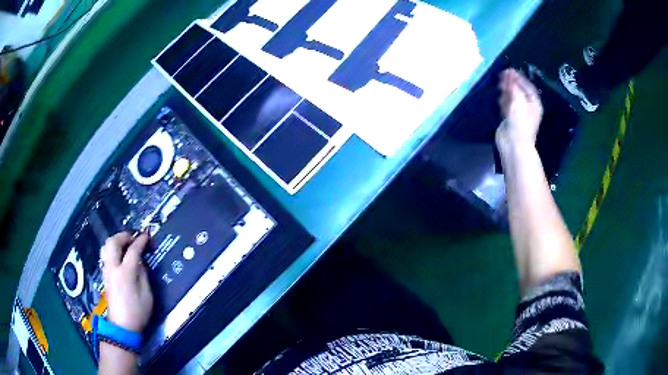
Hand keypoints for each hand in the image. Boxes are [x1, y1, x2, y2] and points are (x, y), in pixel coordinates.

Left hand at [101, 232, 153, 332]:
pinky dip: (112, 249)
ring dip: (116, 241)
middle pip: (113, 242)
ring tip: (125, 244)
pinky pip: (105, 254)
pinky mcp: (105, 275)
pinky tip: (119, 255)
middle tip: (134, 237)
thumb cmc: (138, 312)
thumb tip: (140, 261)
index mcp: (126, 273)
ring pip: (106, 246)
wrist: (122, 326)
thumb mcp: (147, 295)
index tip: (147, 235)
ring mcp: (107, 271)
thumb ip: (143, 274)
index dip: (140, 241)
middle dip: (124, 236)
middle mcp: (113, 268)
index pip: (132, 250)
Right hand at [496, 69, 543, 152]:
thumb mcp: (519, 101)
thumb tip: (510, 73)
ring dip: (506, 90)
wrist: (513, 143)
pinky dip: (504, 100)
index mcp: (534, 103)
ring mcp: (518, 113)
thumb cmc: (520, 122)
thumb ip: (514, 86)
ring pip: (512, 97)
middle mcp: (527, 107)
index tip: (510, 70)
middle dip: (512, 83)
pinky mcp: (509, 119)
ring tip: (499, 83)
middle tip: (503, 74)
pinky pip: (507, 105)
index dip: (519, 77)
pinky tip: (500, 96)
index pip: (528, 86)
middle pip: (520, 91)